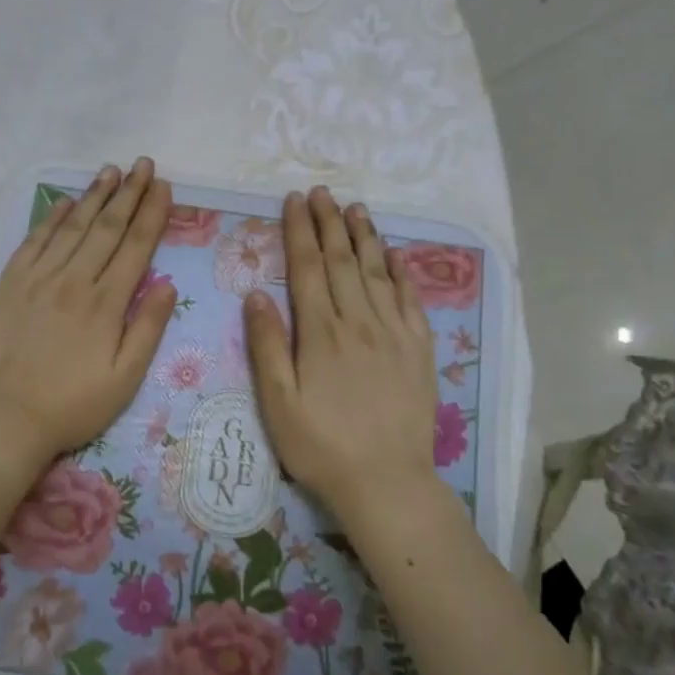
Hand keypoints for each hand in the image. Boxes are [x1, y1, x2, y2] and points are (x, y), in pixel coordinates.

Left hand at [0, 159, 174, 475]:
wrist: (4, 418)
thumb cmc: (71, 406)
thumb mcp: (124, 379)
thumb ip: (148, 329)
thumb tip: (168, 285)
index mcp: (106, 303)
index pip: (135, 246)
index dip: (152, 213)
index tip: (163, 186)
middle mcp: (73, 280)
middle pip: (106, 228)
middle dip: (128, 193)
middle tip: (143, 164)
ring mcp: (38, 279)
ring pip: (72, 227)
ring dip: (94, 196)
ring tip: (111, 171)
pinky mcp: (10, 284)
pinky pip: (34, 241)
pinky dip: (52, 218)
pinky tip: (66, 201)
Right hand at [244, 187, 440, 524]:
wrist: (386, 481)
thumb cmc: (320, 446)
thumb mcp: (277, 402)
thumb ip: (266, 345)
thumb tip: (255, 293)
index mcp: (320, 333)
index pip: (308, 268)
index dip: (299, 231)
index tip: (294, 201)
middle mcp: (359, 322)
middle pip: (343, 261)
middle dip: (329, 223)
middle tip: (321, 192)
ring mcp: (394, 333)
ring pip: (377, 272)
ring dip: (364, 236)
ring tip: (354, 208)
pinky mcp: (419, 349)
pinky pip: (409, 298)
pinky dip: (400, 270)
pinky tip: (393, 253)